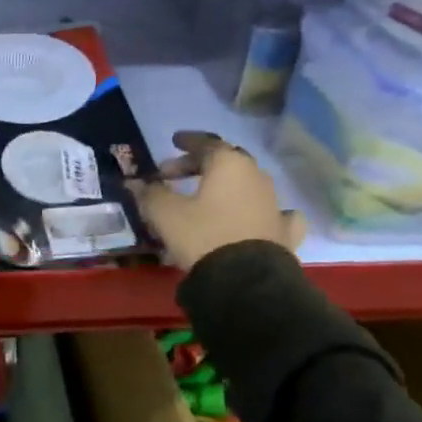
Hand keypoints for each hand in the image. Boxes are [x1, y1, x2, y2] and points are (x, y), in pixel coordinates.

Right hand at [130, 131, 305, 272]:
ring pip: (248, 184)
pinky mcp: (285, 230)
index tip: (174, 141)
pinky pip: (272, 212)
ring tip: (207, 197)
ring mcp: (275, 203)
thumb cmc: (202, 235)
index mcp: (229, 165)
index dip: (187, 142)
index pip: (206, 143)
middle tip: (176, 175)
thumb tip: (136, 183)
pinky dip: (258, 210)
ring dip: (226, 186)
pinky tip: (254, 216)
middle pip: (227, 161)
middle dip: (200, 165)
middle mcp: (256, 177)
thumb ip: (150, 193)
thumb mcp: (165, 213)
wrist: (246, 280)